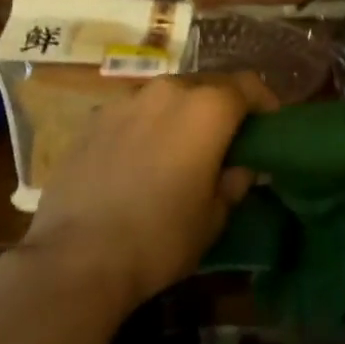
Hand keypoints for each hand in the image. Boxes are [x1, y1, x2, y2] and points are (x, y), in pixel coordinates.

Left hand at [23, 73, 274, 312]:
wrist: (76, 259)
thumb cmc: (160, 237)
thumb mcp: (214, 216)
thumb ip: (234, 181)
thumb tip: (241, 167)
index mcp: (207, 108)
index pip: (248, 86)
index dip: (264, 102)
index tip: (268, 126)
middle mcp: (168, 90)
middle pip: (207, 85)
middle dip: (221, 106)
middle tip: (225, 140)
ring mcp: (125, 101)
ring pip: (167, 96)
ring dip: (181, 114)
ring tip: (179, 149)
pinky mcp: (92, 119)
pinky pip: (133, 113)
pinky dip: (146, 126)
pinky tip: (139, 160)